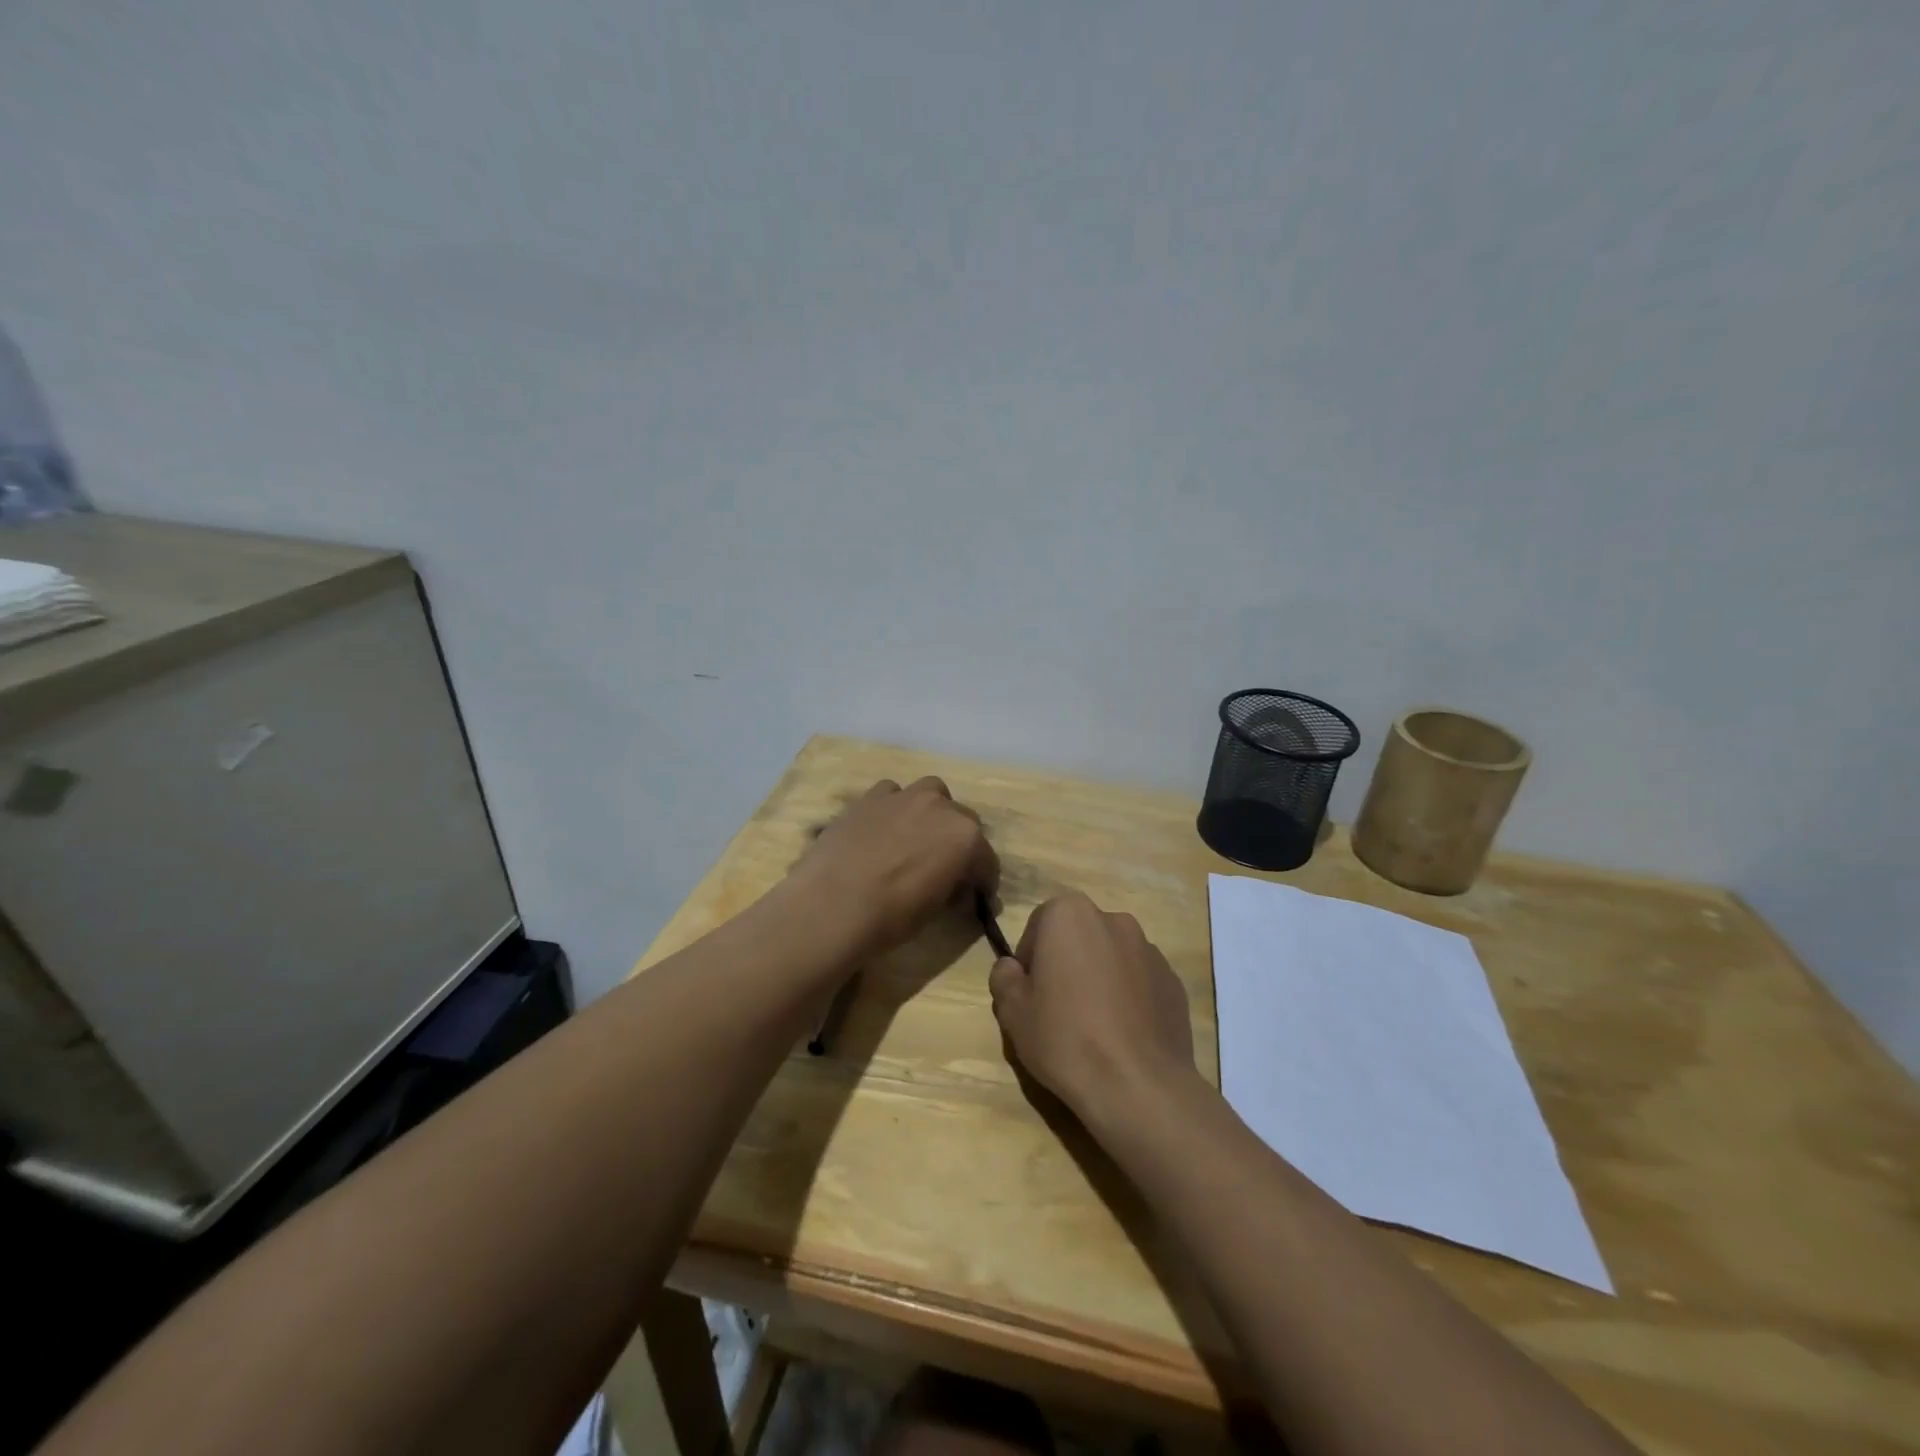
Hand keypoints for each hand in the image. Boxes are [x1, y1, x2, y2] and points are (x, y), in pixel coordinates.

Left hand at [794, 777, 998, 956]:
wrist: (831, 905)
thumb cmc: (891, 917)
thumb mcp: (934, 909)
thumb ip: (951, 889)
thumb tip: (955, 889)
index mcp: (966, 838)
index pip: (986, 860)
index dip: (982, 881)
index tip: (975, 897)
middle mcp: (941, 807)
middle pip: (963, 821)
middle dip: (959, 843)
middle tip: (945, 869)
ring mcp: (904, 796)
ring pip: (930, 794)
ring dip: (931, 813)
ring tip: (916, 838)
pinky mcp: (870, 796)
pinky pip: (892, 794)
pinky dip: (894, 808)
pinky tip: (883, 829)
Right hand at [989, 892, 1195, 1123]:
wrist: (1138, 1085)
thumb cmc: (1065, 1038)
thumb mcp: (1013, 1012)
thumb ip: (1004, 978)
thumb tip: (1012, 968)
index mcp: (1070, 915)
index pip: (1038, 926)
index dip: (1030, 960)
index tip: (1030, 995)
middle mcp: (1114, 920)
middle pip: (1078, 937)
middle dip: (1067, 964)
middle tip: (1058, 1009)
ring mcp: (1150, 949)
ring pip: (1111, 957)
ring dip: (1099, 978)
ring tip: (1094, 1026)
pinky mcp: (1174, 980)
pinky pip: (1140, 981)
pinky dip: (1129, 997)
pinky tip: (1122, 1035)